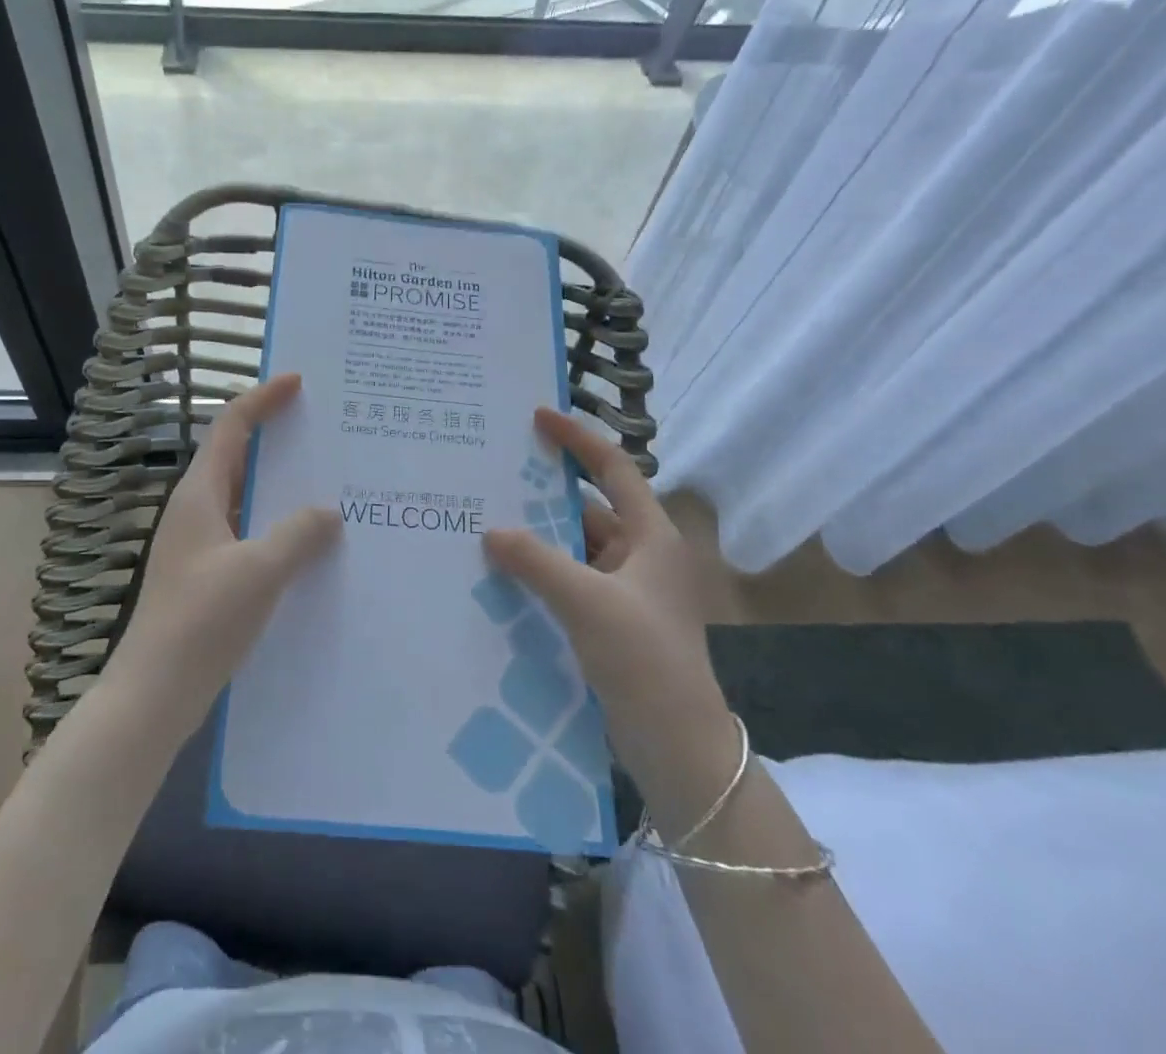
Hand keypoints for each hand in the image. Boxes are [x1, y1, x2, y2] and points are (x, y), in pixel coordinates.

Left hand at [105, 373, 340, 743]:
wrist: (155, 694)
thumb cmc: (202, 621)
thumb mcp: (260, 571)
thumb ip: (298, 534)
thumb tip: (329, 512)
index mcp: (199, 495)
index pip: (231, 427)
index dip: (262, 399)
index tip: (297, 382)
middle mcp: (196, 511)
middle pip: (237, 457)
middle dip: (276, 439)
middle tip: (322, 430)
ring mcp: (199, 545)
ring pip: (244, 498)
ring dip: (280, 487)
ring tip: (327, 482)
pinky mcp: (207, 576)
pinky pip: (248, 533)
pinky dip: (276, 526)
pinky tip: (308, 543)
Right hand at [484, 407, 728, 773]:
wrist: (678, 748)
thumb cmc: (644, 659)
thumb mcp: (586, 602)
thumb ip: (536, 561)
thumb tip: (491, 531)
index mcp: (652, 536)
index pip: (613, 469)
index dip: (577, 439)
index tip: (537, 418)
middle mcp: (642, 555)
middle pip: (589, 508)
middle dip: (545, 494)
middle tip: (496, 474)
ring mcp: (627, 590)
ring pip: (576, 548)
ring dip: (539, 538)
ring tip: (488, 521)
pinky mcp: (612, 621)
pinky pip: (570, 580)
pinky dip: (542, 572)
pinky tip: (504, 573)